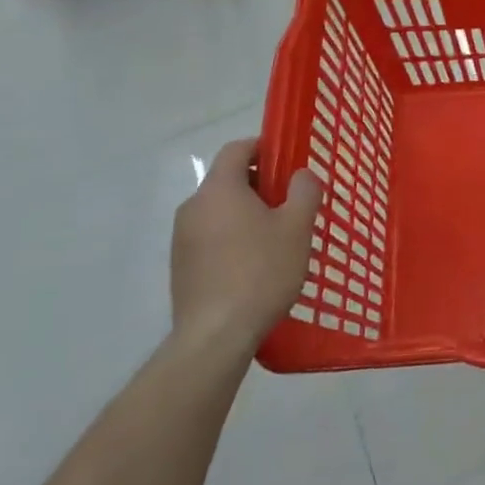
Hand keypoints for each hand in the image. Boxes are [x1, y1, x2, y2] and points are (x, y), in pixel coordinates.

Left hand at [171, 137, 321, 357]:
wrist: (215, 336)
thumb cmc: (261, 272)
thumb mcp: (296, 227)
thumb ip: (303, 191)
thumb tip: (301, 175)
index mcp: (219, 189)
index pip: (237, 149)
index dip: (263, 147)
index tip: (288, 161)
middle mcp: (193, 207)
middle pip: (228, 180)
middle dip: (260, 184)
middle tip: (291, 203)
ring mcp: (182, 239)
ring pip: (220, 210)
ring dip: (247, 213)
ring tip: (277, 237)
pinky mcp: (181, 266)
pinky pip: (211, 237)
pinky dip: (232, 237)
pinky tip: (255, 265)